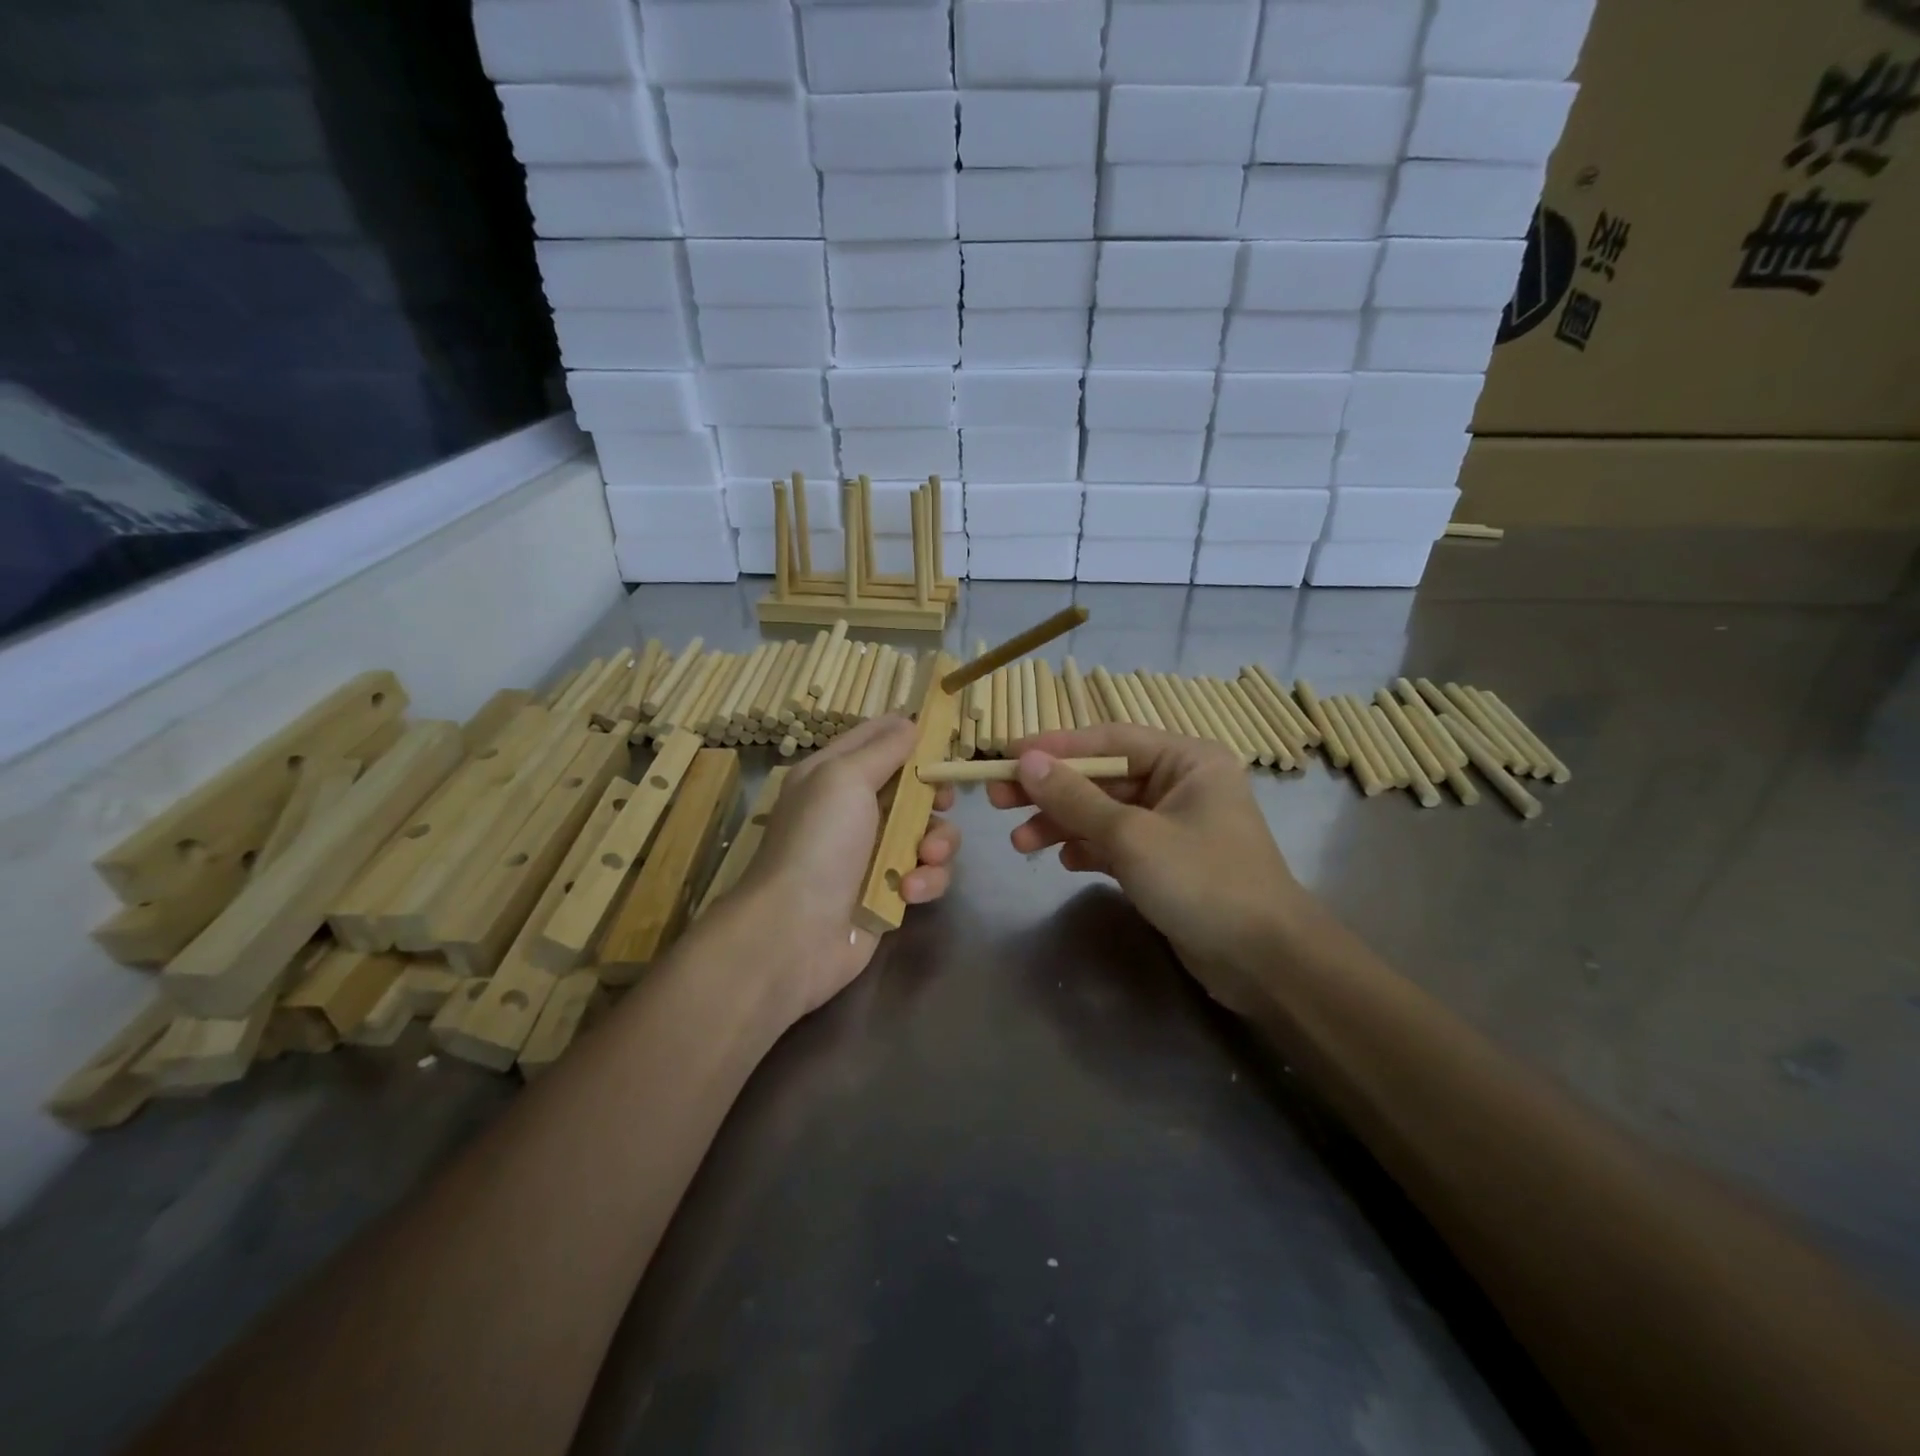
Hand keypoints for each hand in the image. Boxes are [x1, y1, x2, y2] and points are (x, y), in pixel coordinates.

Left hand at [732, 715, 960, 1020]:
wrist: (795, 933)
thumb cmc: (818, 843)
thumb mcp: (844, 779)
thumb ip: (883, 749)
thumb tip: (911, 723)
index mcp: (834, 774)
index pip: (878, 737)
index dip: (911, 733)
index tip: (944, 737)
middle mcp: (854, 808)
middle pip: (913, 786)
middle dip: (934, 795)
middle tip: (941, 803)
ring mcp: (873, 852)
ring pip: (928, 831)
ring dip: (936, 844)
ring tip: (924, 858)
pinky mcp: (890, 890)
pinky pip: (927, 873)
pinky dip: (926, 880)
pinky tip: (909, 893)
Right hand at [985, 723, 1308, 1014]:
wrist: (1264, 962)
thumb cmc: (1203, 882)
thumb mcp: (1132, 836)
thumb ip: (1075, 798)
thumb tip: (1026, 761)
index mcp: (1186, 760)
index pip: (1109, 739)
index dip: (1055, 747)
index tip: (1006, 757)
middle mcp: (1180, 784)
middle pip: (1102, 777)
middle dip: (1052, 791)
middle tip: (997, 801)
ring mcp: (1172, 825)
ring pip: (1104, 813)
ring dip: (1062, 825)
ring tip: (1020, 844)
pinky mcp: (1165, 862)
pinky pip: (1115, 843)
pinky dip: (1088, 849)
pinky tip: (1063, 862)